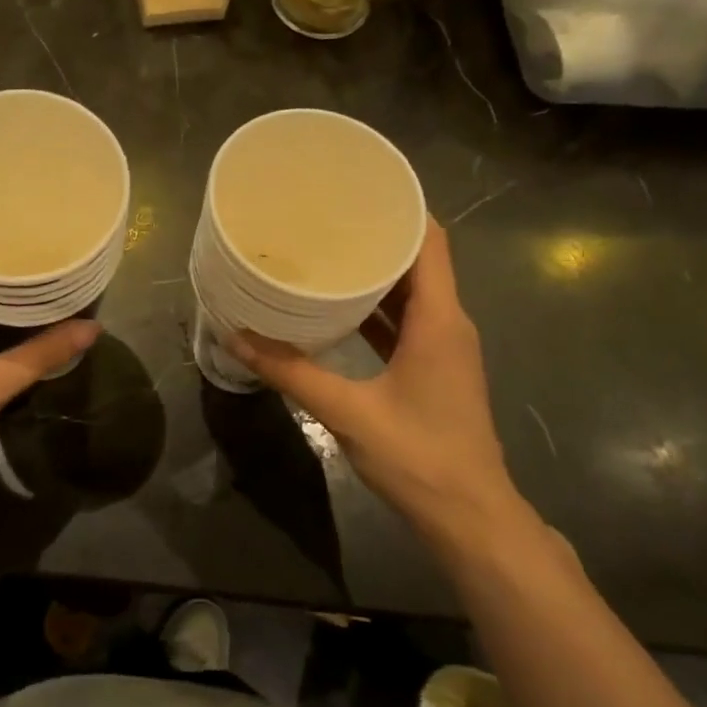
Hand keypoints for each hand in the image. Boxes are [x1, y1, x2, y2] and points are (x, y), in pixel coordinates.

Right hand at [227, 217, 520, 540]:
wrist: (470, 518)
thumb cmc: (419, 457)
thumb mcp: (347, 412)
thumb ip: (292, 373)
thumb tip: (236, 337)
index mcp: (439, 320)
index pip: (430, 241)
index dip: (402, 208)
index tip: (358, 187)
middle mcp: (448, 323)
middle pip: (419, 259)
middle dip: (378, 233)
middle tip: (326, 215)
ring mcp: (443, 346)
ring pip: (411, 291)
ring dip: (376, 270)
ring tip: (327, 249)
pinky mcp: (433, 367)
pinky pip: (406, 320)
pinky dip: (377, 306)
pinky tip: (338, 305)